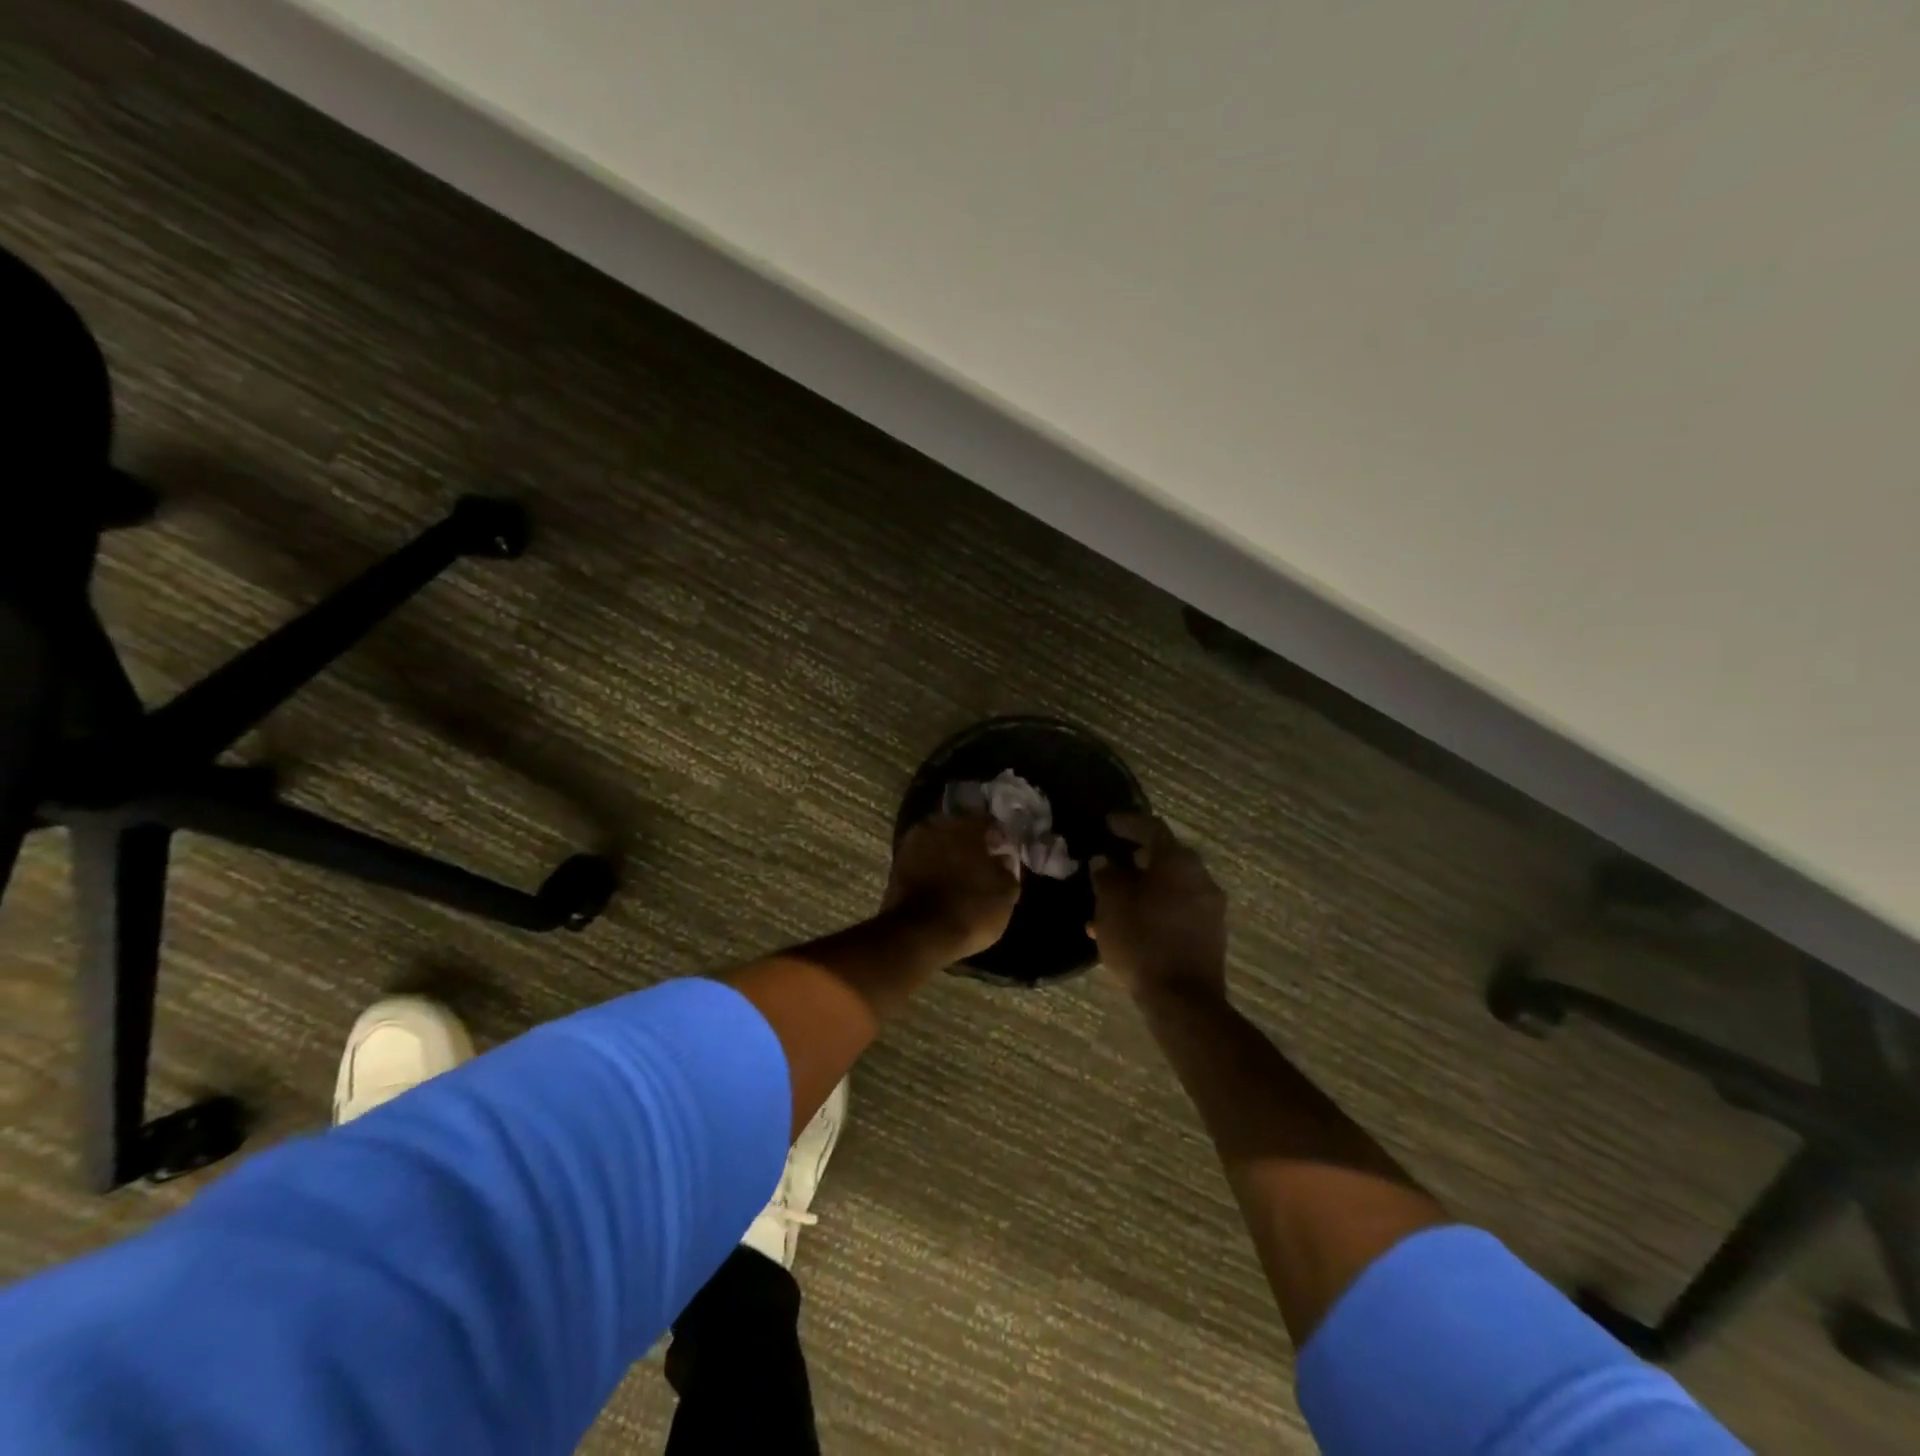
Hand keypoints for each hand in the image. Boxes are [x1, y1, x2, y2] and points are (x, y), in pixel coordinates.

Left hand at [884, 815, 1021, 960]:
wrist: (918, 935)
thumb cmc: (970, 910)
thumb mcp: (1006, 894)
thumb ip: (1007, 869)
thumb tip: (1002, 859)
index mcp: (967, 824)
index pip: (989, 822)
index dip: (999, 839)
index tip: (1004, 855)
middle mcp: (938, 824)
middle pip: (960, 828)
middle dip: (971, 843)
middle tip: (982, 864)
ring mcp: (913, 842)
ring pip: (939, 842)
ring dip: (950, 854)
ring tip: (961, 876)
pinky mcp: (897, 863)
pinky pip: (923, 859)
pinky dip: (933, 867)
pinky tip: (942, 883)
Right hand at [1089, 813, 1226, 1004]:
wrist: (1182, 1000)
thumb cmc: (1142, 941)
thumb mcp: (1111, 904)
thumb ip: (1106, 876)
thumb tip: (1105, 861)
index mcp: (1178, 862)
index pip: (1152, 828)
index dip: (1128, 823)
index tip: (1107, 823)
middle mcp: (1201, 878)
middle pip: (1165, 857)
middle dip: (1136, 859)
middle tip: (1112, 862)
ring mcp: (1210, 908)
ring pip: (1170, 887)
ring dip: (1142, 889)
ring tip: (1112, 902)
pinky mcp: (1210, 934)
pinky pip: (1177, 909)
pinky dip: (1154, 909)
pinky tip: (1129, 927)